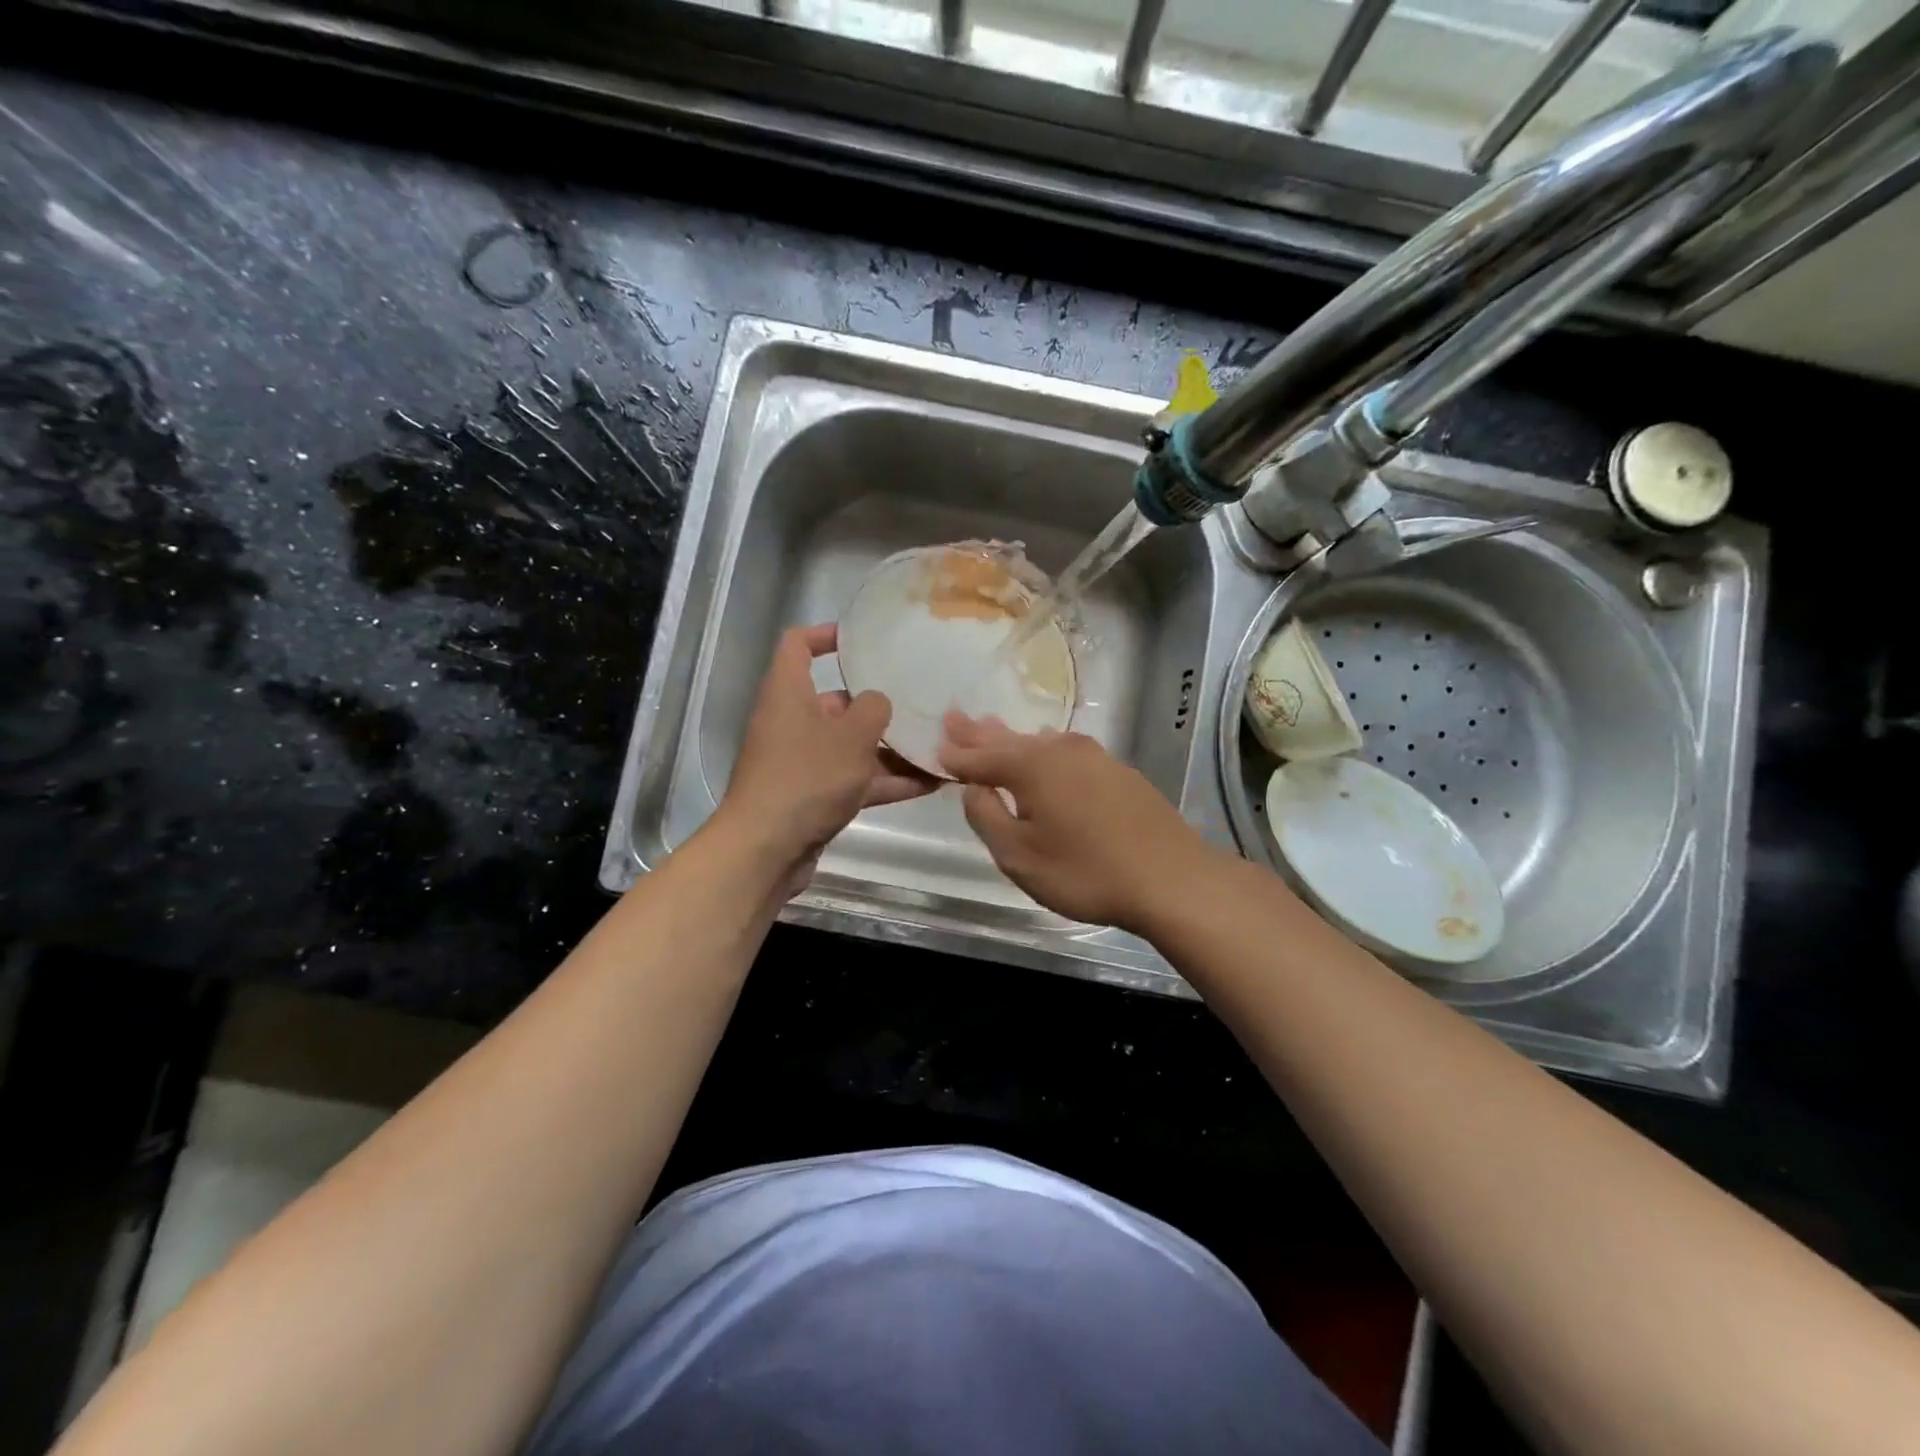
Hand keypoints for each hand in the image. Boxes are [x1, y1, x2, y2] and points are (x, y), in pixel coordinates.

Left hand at [722, 624, 937, 895]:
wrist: (766, 849)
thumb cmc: (807, 777)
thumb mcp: (852, 736)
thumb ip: (874, 709)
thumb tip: (877, 702)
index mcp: (788, 693)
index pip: (797, 644)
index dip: (826, 635)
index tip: (863, 641)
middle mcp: (791, 722)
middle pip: (835, 701)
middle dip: (877, 706)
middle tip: (919, 704)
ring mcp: (802, 762)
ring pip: (850, 746)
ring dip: (890, 750)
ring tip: (936, 747)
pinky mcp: (812, 796)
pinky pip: (853, 780)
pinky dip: (885, 781)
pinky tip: (929, 785)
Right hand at [939, 712, 1220, 933]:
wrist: (1172, 878)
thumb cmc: (1086, 871)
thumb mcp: (1020, 856)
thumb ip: (987, 818)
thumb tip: (974, 789)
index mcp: (1030, 766)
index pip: (980, 757)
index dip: (955, 755)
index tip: (935, 745)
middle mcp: (1060, 750)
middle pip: (1010, 740)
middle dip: (979, 733)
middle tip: (955, 718)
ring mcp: (1094, 757)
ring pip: (1040, 742)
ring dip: (1012, 738)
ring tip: (991, 728)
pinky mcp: (1117, 772)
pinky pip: (1066, 752)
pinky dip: (1044, 750)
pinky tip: (1045, 747)